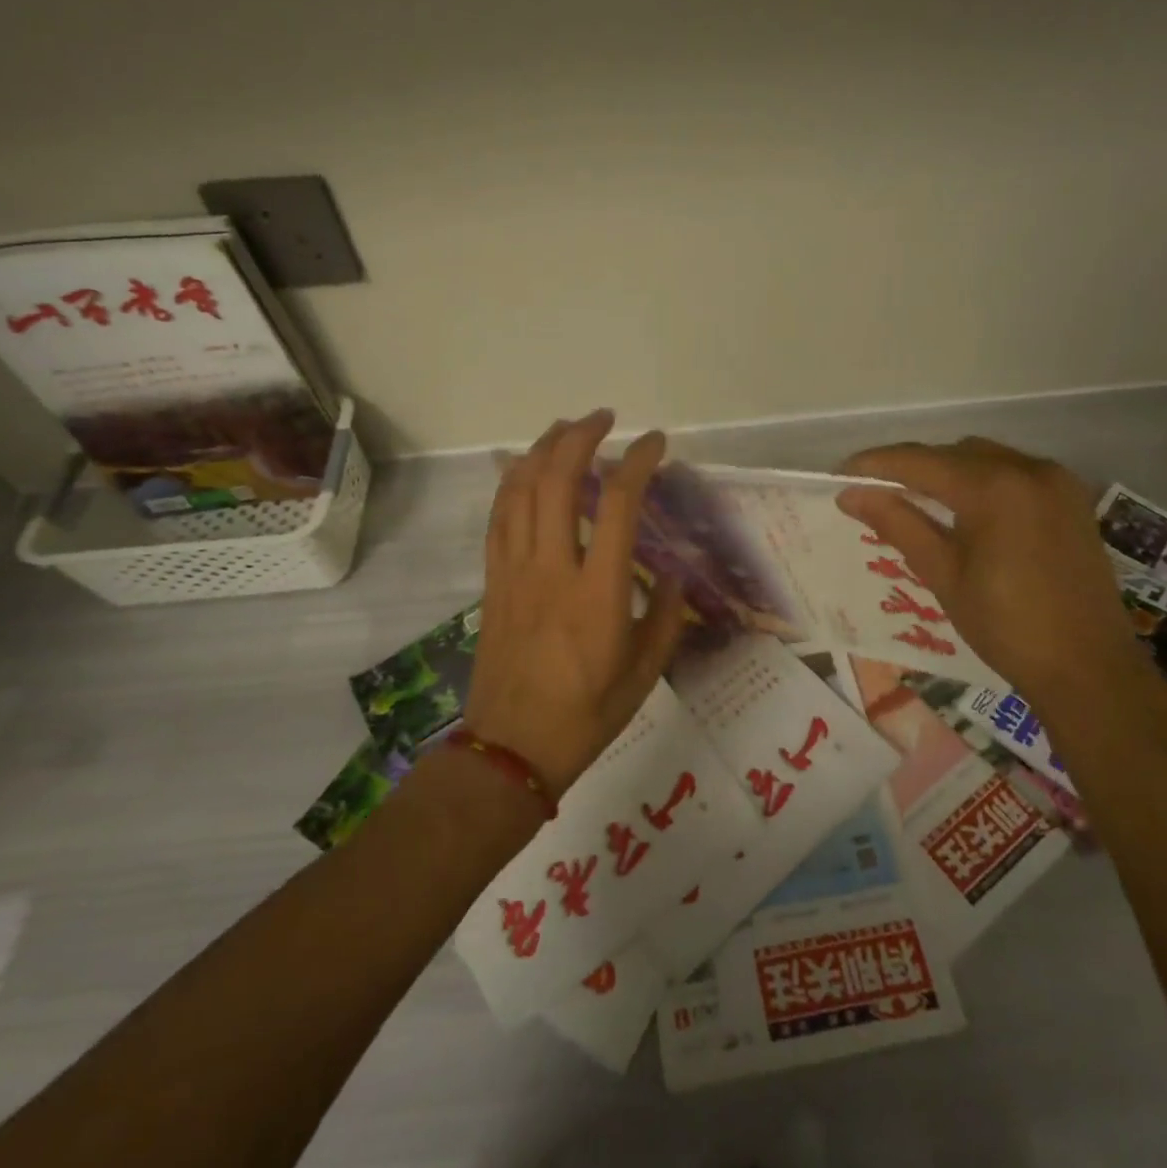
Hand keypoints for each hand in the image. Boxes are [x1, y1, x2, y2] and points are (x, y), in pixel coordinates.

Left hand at [466, 410, 686, 797]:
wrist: (511, 749)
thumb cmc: (586, 715)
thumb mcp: (644, 673)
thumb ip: (665, 617)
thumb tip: (673, 576)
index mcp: (598, 593)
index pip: (619, 505)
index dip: (638, 462)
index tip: (655, 443)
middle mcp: (553, 569)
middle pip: (558, 480)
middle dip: (581, 437)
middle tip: (604, 418)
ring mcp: (515, 571)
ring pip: (521, 490)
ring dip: (543, 449)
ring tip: (565, 428)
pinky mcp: (493, 580)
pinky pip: (498, 517)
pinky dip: (511, 482)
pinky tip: (523, 467)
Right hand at [835, 437, 1147, 706]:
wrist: (1088, 668)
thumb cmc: (1006, 626)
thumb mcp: (943, 574)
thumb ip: (897, 523)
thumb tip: (850, 495)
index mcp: (993, 487)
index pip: (919, 462)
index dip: (874, 465)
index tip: (839, 476)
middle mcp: (1028, 469)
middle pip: (951, 452)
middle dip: (909, 467)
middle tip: (873, 492)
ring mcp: (1055, 481)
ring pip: (983, 457)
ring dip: (945, 470)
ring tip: (914, 500)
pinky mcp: (1070, 498)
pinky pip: (1012, 471)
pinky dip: (979, 480)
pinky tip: (962, 508)